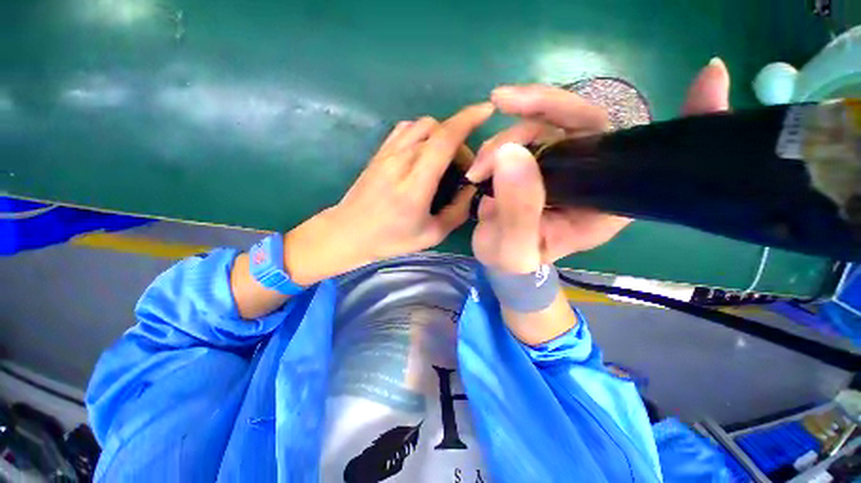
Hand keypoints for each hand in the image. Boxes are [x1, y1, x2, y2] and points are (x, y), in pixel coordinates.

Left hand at [284, 103, 493, 285]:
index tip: (486, 110)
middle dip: (458, 140)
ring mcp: (387, 153)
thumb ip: (457, 211)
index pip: (444, 140)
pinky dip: (422, 134)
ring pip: (421, 125)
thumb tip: (471, 189)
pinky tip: (423, 154)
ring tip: (443, 159)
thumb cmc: (390, 240)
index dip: (468, 120)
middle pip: (437, 129)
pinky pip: (405, 129)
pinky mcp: (379, 152)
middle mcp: (400, 160)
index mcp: (415, 184)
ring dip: (440, 135)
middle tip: (461, 167)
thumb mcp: (431, 235)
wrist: (348, 233)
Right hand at [468, 58, 731, 263]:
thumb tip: (510, 153)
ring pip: (543, 124)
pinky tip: (481, 163)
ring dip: (505, 136)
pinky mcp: (537, 160)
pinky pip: (524, 133)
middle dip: (540, 107)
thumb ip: (517, 211)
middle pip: (583, 121)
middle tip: (502, 101)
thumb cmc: (514, 261)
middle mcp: (592, 176)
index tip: (711, 75)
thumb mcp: (514, 248)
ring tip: (478, 170)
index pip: (649, 157)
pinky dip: (500, 138)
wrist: (499, 258)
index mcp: (605, 203)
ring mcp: (563, 164)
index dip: (685, 119)